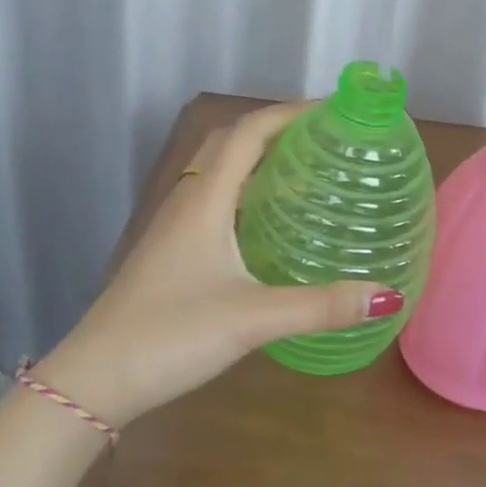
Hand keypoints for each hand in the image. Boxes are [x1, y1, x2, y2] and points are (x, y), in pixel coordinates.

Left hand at [32, 102, 399, 426]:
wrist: (97, 377)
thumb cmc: (172, 334)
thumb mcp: (253, 318)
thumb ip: (321, 306)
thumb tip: (388, 294)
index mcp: (204, 199)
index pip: (247, 133)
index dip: (288, 112)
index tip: (332, 108)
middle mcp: (187, 201)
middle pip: (229, 143)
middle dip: (274, 129)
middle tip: (322, 137)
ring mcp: (174, 227)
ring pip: (218, 173)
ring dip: (257, 160)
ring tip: (304, 170)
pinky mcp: (171, 251)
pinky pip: (213, 202)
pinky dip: (244, 193)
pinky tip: (267, 224)